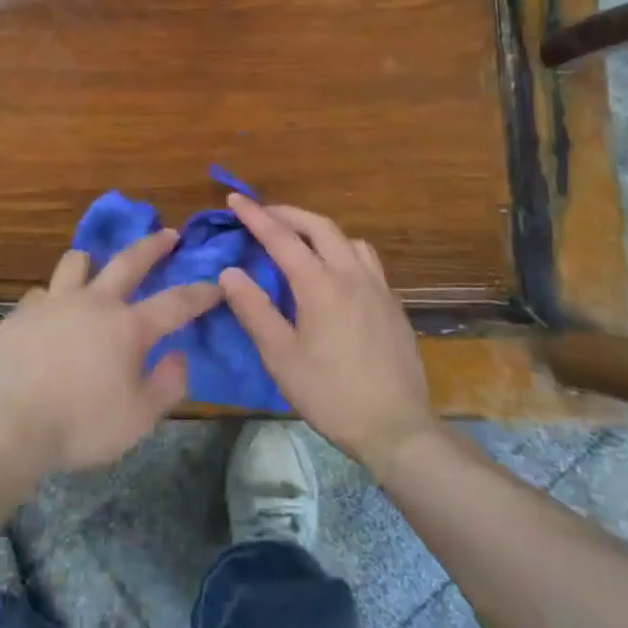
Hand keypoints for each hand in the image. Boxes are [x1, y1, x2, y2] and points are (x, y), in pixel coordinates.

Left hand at [0, 231, 218, 482]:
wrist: (5, 424)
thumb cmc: (79, 425)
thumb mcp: (138, 419)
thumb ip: (167, 385)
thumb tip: (180, 355)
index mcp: (128, 327)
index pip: (175, 303)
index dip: (200, 293)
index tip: (216, 284)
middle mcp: (94, 302)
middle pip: (129, 261)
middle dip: (153, 246)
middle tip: (167, 234)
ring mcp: (54, 302)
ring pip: (77, 262)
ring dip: (92, 260)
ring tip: (94, 264)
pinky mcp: (21, 313)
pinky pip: (42, 293)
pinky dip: (53, 298)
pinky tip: (50, 313)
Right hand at [220, 195, 438, 478]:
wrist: (397, 428)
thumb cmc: (331, 394)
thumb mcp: (281, 357)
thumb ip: (255, 310)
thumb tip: (230, 272)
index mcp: (320, 285)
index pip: (282, 238)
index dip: (256, 216)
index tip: (235, 198)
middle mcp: (352, 275)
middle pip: (319, 226)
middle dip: (288, 214)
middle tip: (264, 214)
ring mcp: (378, 288)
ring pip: (348, 240)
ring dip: (320, 230)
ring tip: (300, 241)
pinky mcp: (394, 304)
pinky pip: (366, 260)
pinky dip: (343, 250)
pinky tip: (336, 273)